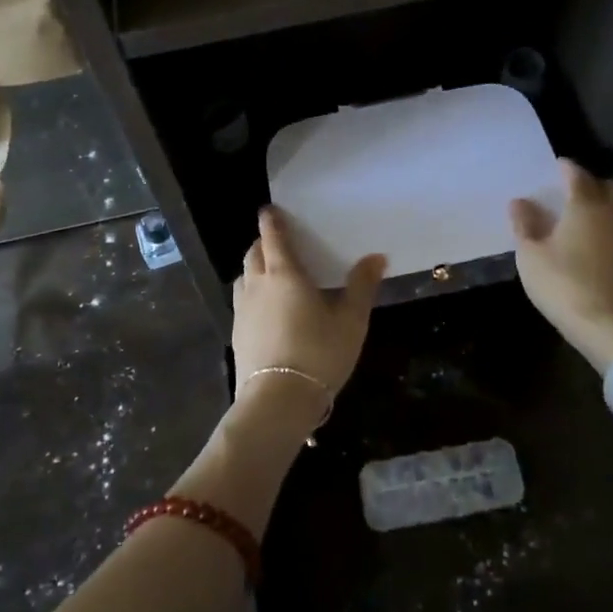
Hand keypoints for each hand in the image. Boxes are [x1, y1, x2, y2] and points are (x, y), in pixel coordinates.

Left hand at [231, 207, 385, 423]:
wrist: (277, 401)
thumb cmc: (319, 353)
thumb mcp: (351, 321)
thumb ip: (361, 286)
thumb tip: (377, 257)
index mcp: (284, 273)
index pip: (272, 236)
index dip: (271, 220)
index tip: (270, 210)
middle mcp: (257, 284)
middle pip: (254, 252)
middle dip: (263, 242)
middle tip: (278, 242)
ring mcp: (242, 310)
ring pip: (244, 276)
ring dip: (254, 267)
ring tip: (271, 273)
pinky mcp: (236, 333)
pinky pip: (241, 300)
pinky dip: (251, 292)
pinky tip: (265, 308)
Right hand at [510, 159, 612, 372]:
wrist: (612, 327)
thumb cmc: (565, 285)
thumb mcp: (531, 255)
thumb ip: (524, 224)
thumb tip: (519, 201)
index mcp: (584, 204)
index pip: (576, 174)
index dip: (563, 168)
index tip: (552, 167)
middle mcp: (611, 212)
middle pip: (603, 186)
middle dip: (586, 183)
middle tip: (565, 191)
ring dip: (599, 204)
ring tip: (576, 215)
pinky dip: (606, 224)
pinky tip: (590, 239)